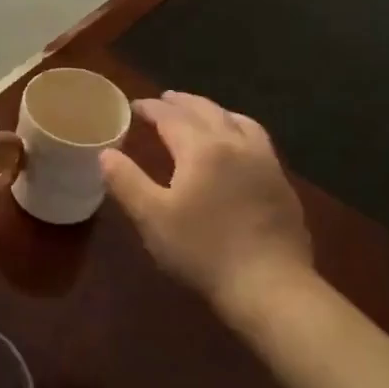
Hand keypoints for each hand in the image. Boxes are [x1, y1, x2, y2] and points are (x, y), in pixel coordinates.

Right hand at [99, 92, 312, 329]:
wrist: (271, 288)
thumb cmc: (203, 251)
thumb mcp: (152, 218)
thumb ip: (126, 181)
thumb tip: (106, 154)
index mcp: (202, 148)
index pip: (172, 116)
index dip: (151, 108)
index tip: (135, 106)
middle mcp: (236, 144)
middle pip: (207, 111)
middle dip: (182, 102)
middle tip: (164, 99)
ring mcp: (265, 163)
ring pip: (239, 121)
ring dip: (215, 112)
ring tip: (202, 115)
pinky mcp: (282, 184)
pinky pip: (258, 141)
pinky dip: (238, 130)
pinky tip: (235, 148)